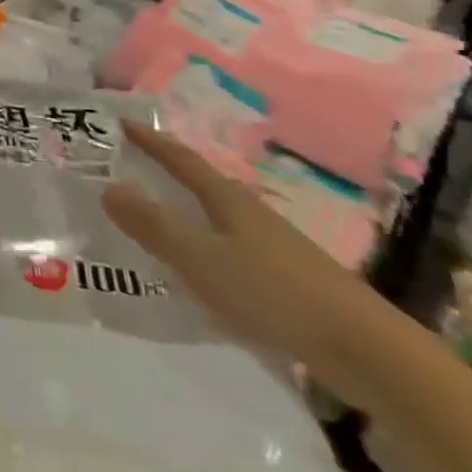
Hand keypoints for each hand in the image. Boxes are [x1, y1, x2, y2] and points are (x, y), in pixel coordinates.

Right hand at [99, 121, 402, 406]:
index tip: (122, 123)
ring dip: (184, 211)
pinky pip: (229, 248)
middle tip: (127, 168)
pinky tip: (197, 269)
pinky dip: (204, 245)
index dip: (151, 141)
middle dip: (164, 173)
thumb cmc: (272, 291)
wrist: (363, 348)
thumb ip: (154, 225)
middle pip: (200, 183)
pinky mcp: (285, 278)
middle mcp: (248, 212)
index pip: (180, 159)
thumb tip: (108, 187)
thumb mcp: (201, 257)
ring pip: (216, 217)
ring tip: (153, 217)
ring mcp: (271, 245)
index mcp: (227, 198)